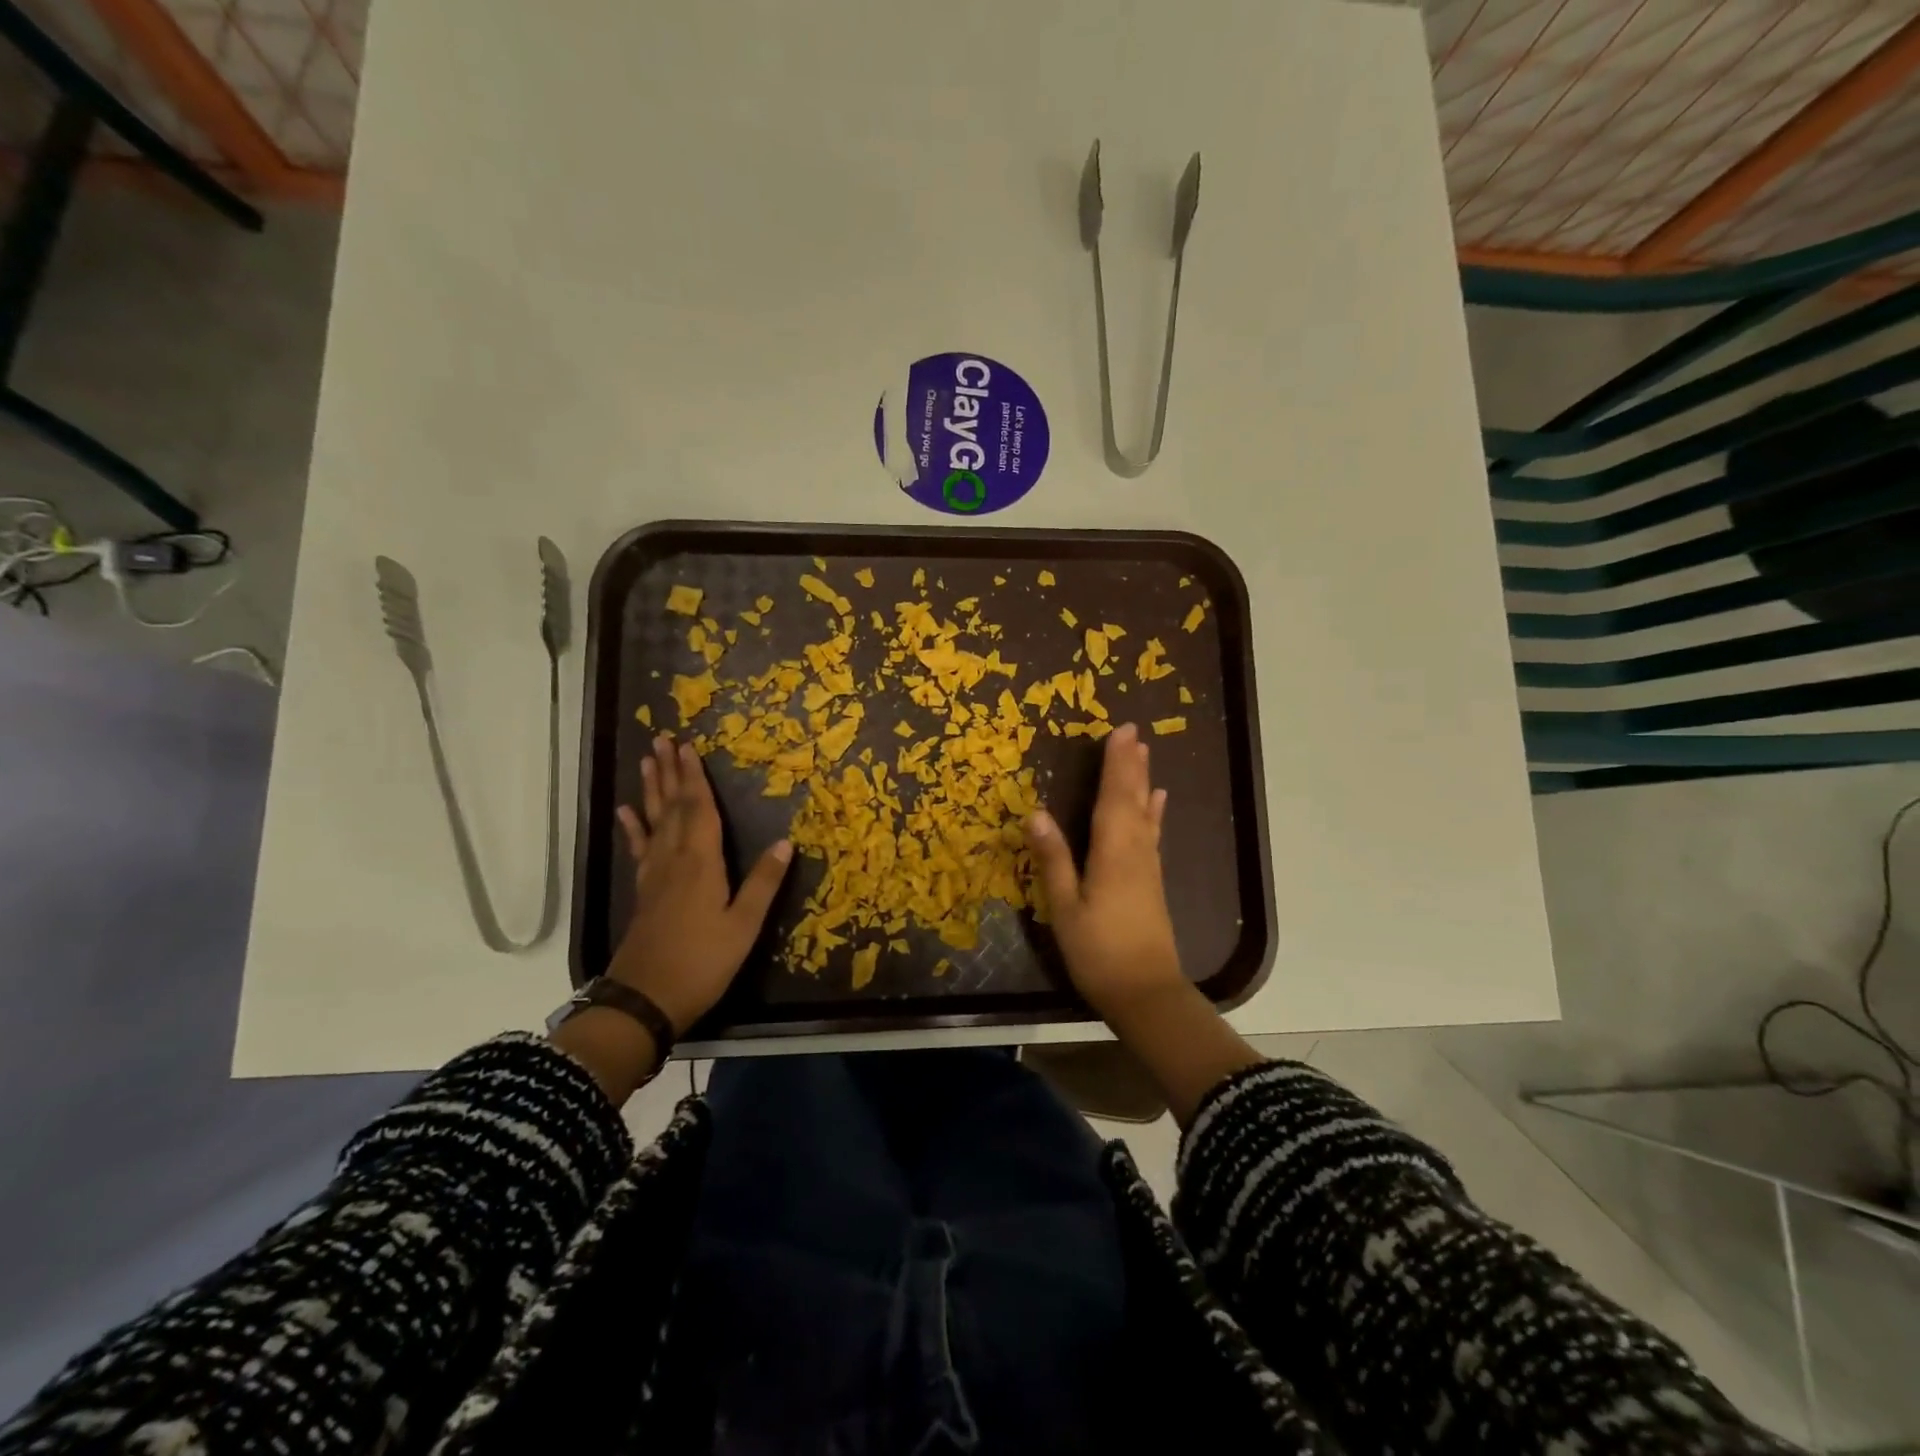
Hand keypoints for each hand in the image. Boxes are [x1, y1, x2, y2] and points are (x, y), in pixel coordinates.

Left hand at [607, 735, 791, 1034]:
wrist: (646, 999)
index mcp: (701, 863)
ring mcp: (654, 875)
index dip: (696, 777)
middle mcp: (674, 859)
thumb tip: (785, 842)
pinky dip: (632, 828)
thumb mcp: (744, 925)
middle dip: (670, 772)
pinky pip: (638, 849)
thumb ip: (763, 882)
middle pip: (672, 807)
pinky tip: (625, 812)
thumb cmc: (702, 962)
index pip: (700, 810)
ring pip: (653, 821)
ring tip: (646, 762)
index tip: (689, 746)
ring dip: (651, 790)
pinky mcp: (643, 891)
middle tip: (662, 739)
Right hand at [1025, 722, 1184, 1020]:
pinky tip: (1158, 802)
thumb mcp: (1065, 908)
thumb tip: (1037, 812)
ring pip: (1146, 813)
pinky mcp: (1152, 881)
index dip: (1116, 763)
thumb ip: (1054, 859)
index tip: (1120, 731)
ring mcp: (1148, 866)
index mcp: (1112, 853)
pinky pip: (1153, 834)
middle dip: (1132, 764)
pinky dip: (1154, 813)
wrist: (1145, 993)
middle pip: (1133, 799)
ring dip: (1143, 781)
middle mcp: (1135, 851)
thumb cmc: (1098, 952)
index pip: (1113, 797)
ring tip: (1145, 754)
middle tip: (1133, 731)